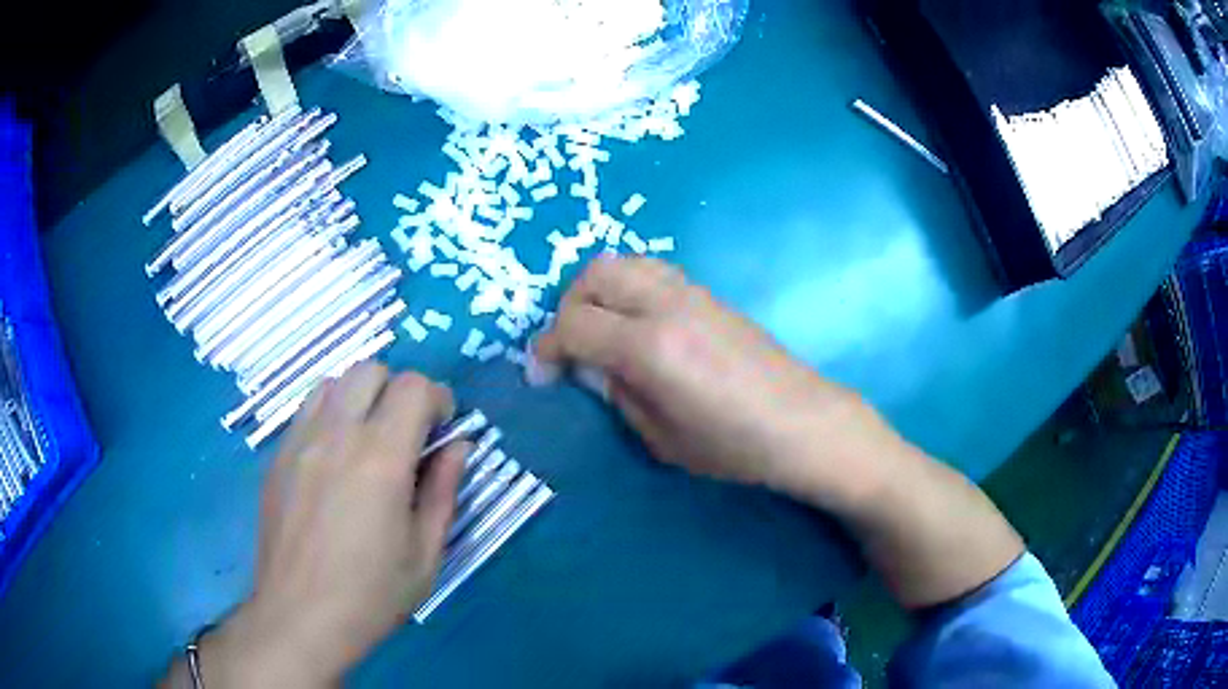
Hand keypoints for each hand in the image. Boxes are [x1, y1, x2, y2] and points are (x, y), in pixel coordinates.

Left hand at [197, 364, 465, 685]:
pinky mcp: (277, 456)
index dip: (437, 400)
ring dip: (361, 399)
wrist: (300, 616)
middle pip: (371, 370)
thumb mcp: (426, 553)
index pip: (413, 387)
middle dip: (398, 391)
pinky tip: (334, 461)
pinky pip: (306, 411)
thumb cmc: (371, 594)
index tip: (443, 430)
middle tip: (407, 435)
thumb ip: (445, 490)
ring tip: (368, 443)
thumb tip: (458, 446)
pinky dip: (330, 416)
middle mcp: (337, 435)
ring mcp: (300, 441)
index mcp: (381, 458)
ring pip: (334, 383)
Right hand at [535, 257, 892, 508]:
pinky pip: (652, 272)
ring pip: (624, 263)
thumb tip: (594, 369)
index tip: (541, 374)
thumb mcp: (661, 438)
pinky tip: (638, 325)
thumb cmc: (734, 446)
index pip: (574, 326)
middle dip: (569, 308)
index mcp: (649, 347)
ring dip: (598, 291)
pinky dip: (628, 289)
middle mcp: (666, 305)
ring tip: (601, 330)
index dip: (547, 349)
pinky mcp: (709, 294)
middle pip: (594, 276)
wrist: (802, 423)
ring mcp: (691, 293)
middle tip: (570, 347)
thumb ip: (618, 395)